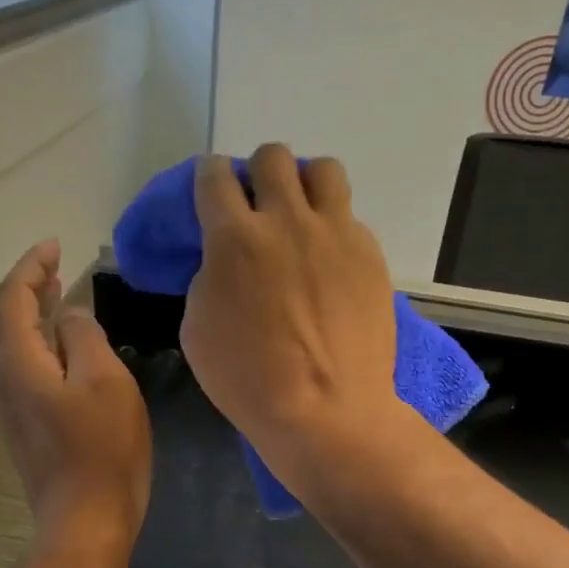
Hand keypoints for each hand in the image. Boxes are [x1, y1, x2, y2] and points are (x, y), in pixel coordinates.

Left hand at [0, 240, 150, 542]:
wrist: (87, 521)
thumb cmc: (101, 449)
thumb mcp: (104, 381)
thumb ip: (84, 337)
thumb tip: (68, 317)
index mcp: (18, 363)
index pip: (12, 299)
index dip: (31, 267)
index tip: (55, 245)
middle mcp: (5, 381)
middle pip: (6, 320)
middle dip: (29, 286)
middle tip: (56, 264)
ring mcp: (14, 408)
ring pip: (16, 346)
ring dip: (34, 315)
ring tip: (58, 294)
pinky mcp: (29, 429)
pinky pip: (28, 370)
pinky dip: (42, 344)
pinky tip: (67, 348)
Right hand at [181, 145, 398, 477]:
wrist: (325, 410)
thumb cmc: (249, 380)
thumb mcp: (198, 328)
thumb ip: (209, 277)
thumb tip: (225, 260)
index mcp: (235, 239)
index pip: (214, 176)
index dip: (209, 177)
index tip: (211, 190)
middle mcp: (287, 221)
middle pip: (272, 157)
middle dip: (258, 173)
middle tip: (257, 207)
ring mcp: (336, 234)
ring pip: (322, 170)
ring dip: (304, 185)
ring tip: (301, 217)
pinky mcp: (370, 255)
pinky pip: (350, 218)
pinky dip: (334, 229)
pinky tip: (329, 263)